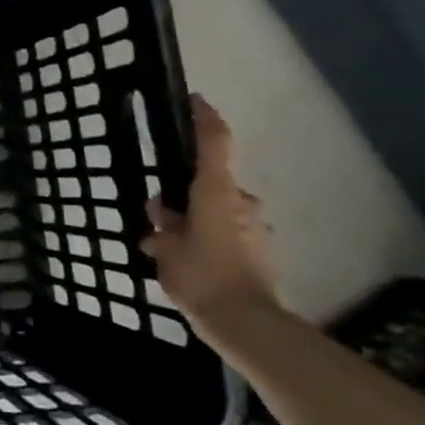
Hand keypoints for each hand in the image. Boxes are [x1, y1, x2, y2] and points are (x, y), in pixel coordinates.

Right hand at [141, 96, 281, 340]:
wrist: (247, 324)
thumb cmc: (201, 276)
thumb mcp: (166, 248)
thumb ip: (163, 226)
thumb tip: (163, 214)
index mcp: (215, 191)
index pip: (214, 142)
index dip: (205, 118)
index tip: (196, 100)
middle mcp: (241, 201)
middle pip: (211, 184)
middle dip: (186, 197)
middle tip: (160, 219)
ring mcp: (257, 226)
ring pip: (219, 212)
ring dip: (198, 223)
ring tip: (171, 251)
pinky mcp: (264, 250)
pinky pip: (231, 235)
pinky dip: (212, 242)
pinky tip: (193, 267)